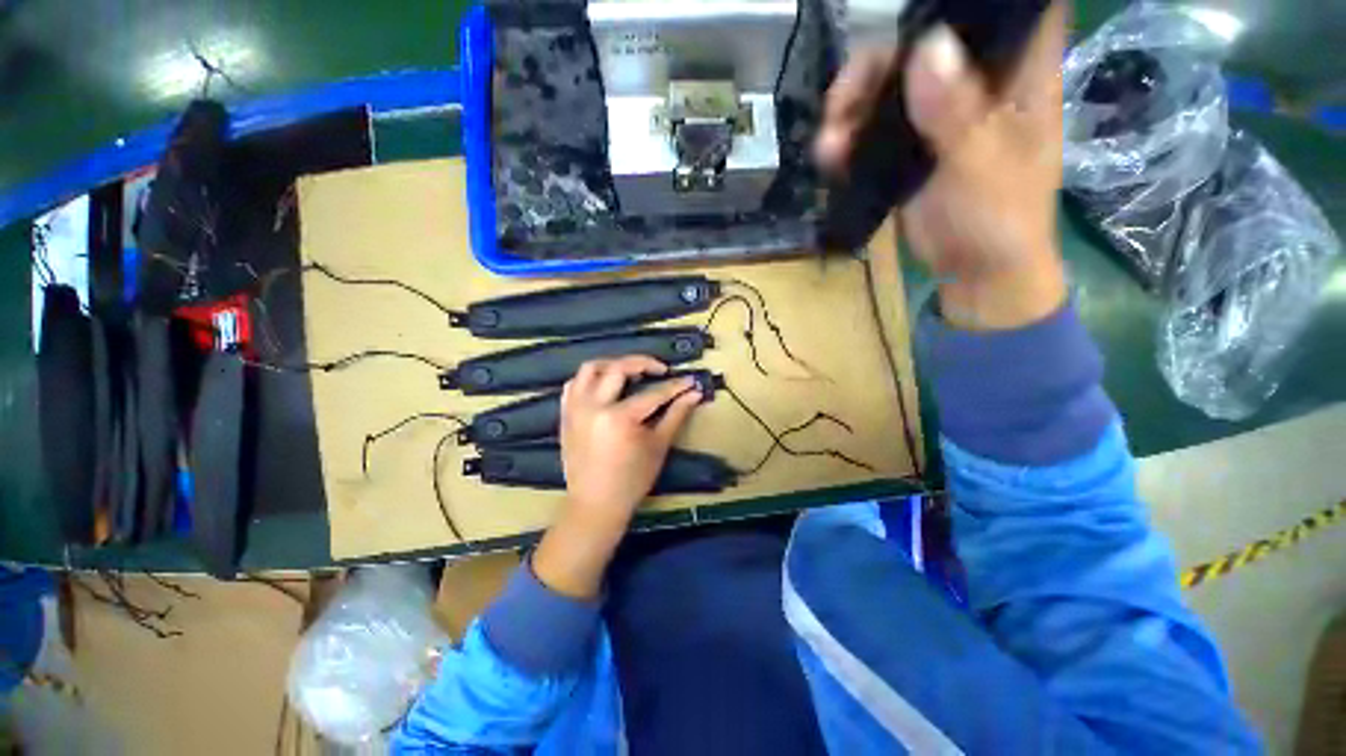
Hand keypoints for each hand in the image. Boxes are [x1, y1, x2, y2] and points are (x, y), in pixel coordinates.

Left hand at [532, 356, 701, 598]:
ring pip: (590, 369)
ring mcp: (575, 409)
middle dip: (643, 363)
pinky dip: (590, 378)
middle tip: (660, 370)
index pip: (653, 393)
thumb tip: (694, 393)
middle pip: (618, 368)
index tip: (690, 380)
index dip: (675, 386)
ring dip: (613, 364)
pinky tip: (605, 384)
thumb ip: (676, 415)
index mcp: (619, 418)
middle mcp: (594, 406)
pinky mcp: (566, 414)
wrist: (595, 504)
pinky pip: (574, 384)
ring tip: (630, 371)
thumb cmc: (632, 480)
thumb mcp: (658, 446)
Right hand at [817, 2, 1068, 329]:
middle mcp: (976, 83)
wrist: (974, 273)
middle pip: (923, 40)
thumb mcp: (983, 166)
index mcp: (1018, 74)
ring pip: (888, 85)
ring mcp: (938, 116)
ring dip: (851, 106)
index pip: (1008, 8)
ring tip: (830, 141)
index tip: (920, 11)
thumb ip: (958, 112)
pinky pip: (871, 129)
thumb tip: (927, 47)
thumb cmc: (999, 221)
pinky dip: (848, 139)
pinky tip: (831, 157)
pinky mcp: (908, 149)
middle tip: (846, 98)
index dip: (970, 1)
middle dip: (878, 62)